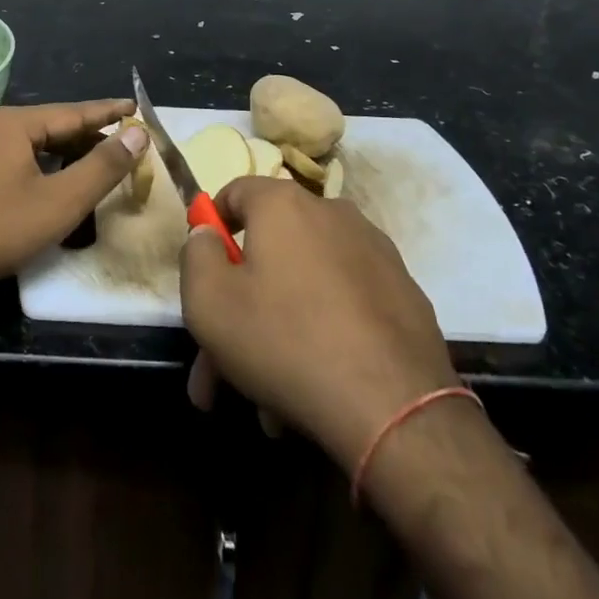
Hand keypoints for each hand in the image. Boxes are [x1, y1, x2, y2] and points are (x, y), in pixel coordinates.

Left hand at [0, 100, 140, 296]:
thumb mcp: (60, 201)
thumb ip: (102, 166)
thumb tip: (136, 134)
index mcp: (14, 123)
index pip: (73, 112)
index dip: (109, 112)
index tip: (137, 108)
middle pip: (51, 126)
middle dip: (88, 136)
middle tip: (122, 145)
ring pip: (29, 143)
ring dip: (63, 153)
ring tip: (92, 164)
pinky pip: (10, 157)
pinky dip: (39, 165)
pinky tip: (49, 183)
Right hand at [180, 178, 457, 468]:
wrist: (395, 406)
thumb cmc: (286, 341)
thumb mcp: (209, 303)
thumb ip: (196, 256)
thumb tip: (207, 234)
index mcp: (284, 204)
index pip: (235, 192)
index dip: (211, 228)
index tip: (204, 273)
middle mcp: (331, 212)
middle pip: (269, 250)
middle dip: (237, 306)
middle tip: (219, 367)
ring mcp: (374, 252)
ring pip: (304, 283)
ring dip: (277, 329)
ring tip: (266, 400)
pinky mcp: (403, 292)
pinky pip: (343, 303)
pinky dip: (322, 333)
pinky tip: (311, 388)